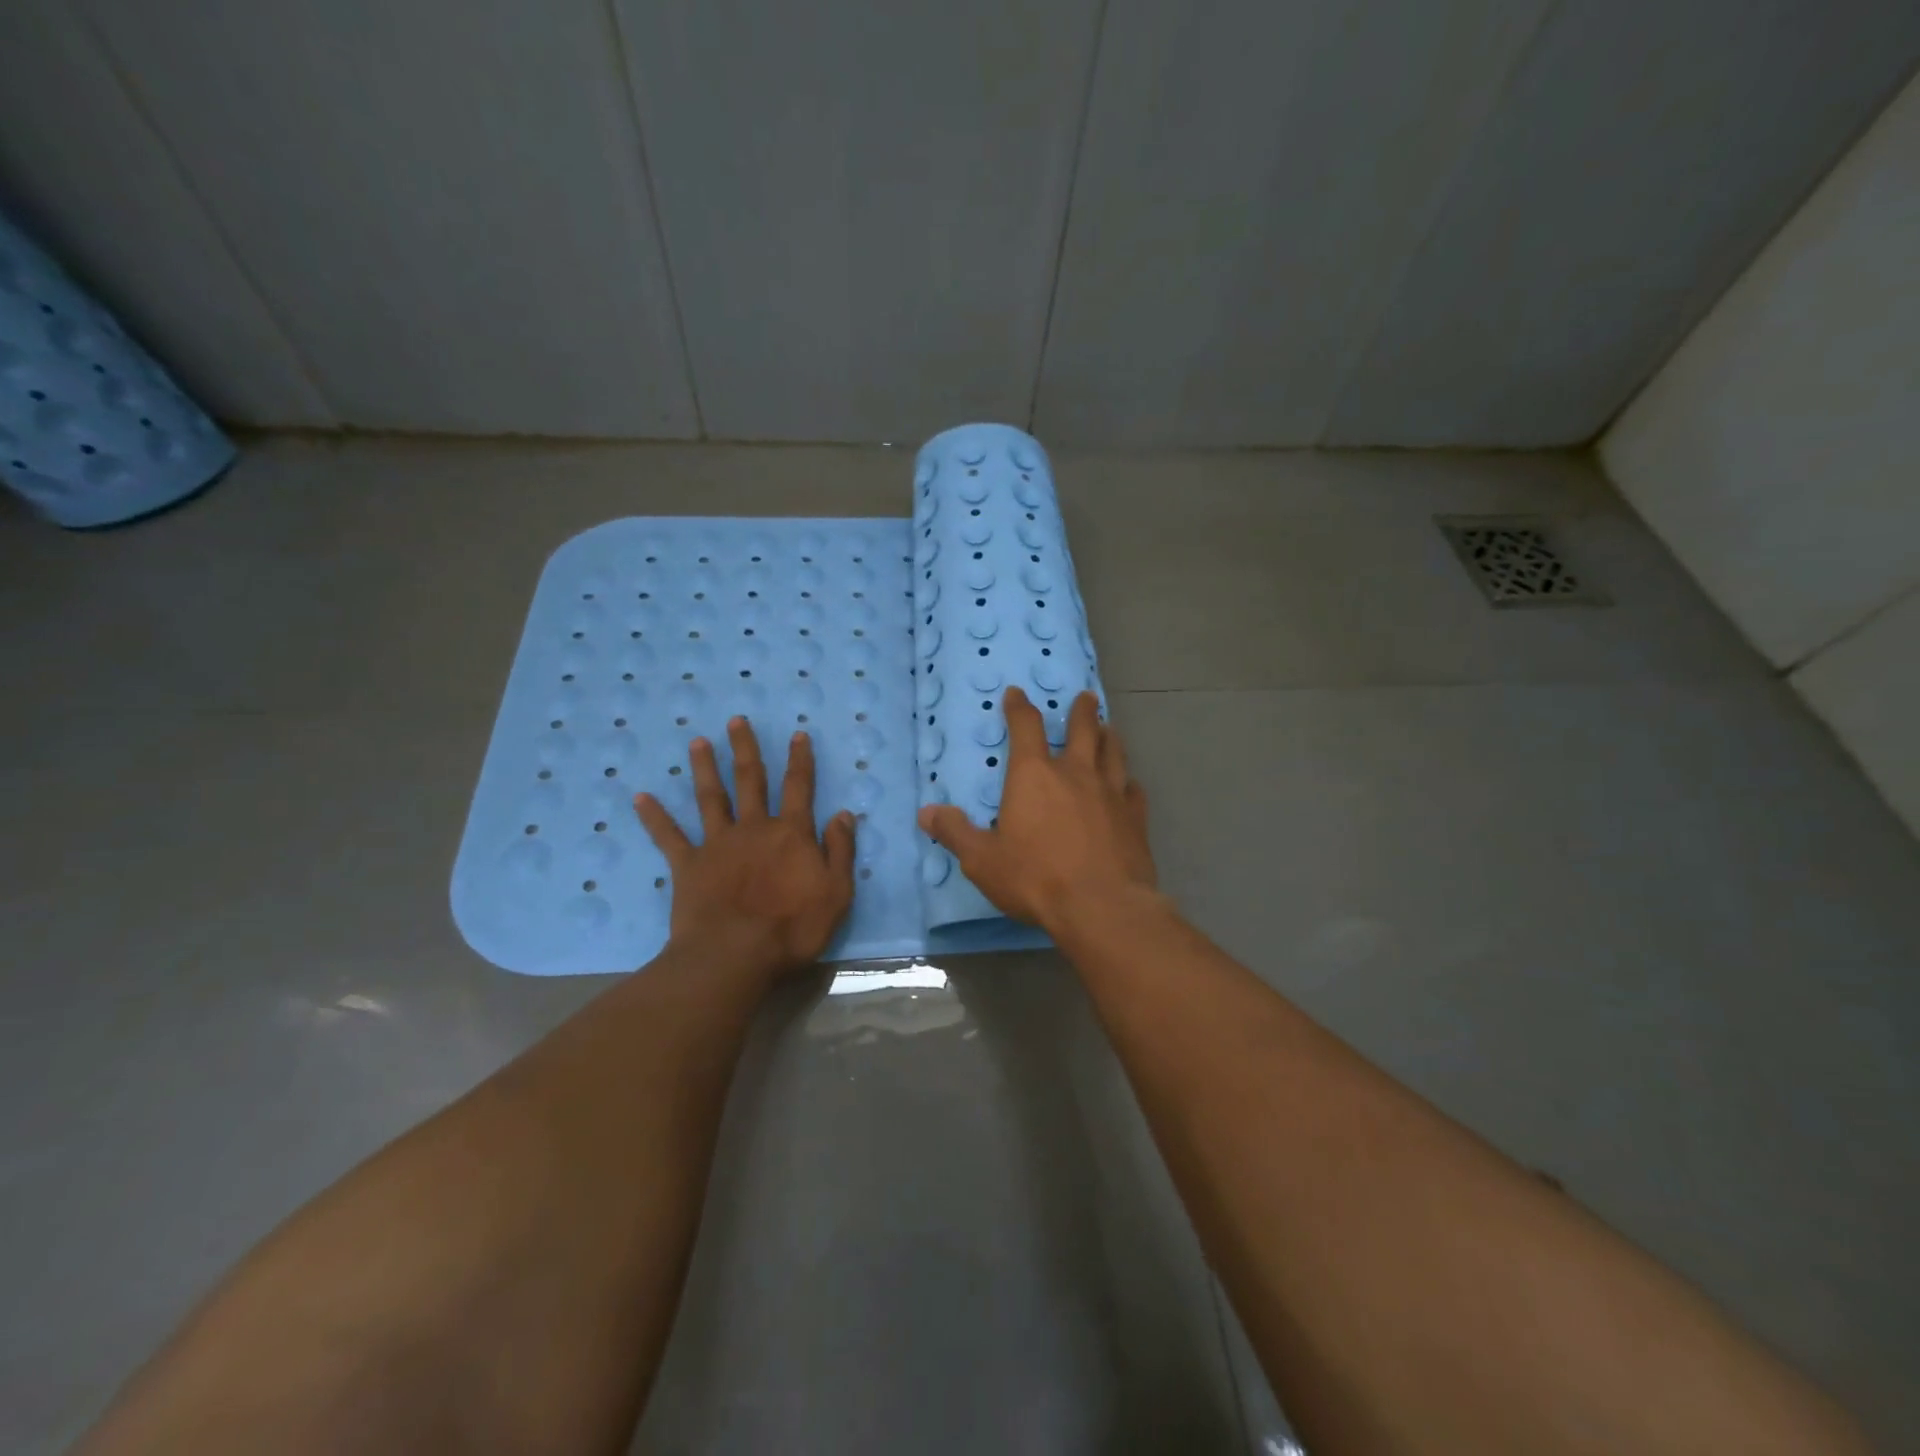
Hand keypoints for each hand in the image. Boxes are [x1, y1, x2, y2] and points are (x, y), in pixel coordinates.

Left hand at [635, 718, 855, 978]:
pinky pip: (668, 836)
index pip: (799, 788)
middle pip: (750, 780)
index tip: (797, 734)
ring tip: (697, 742)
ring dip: (704, 768)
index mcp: (791, 834)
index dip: (800, 760)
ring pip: (711, 798)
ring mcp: (717, 844)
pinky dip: (654, 816)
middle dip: (745, 749)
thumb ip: (840, 851)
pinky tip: (640, 797)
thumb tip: (843, 814)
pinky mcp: (688, 865)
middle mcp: (753, 828)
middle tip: (736, 720)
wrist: (735, 955)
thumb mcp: (836, 892)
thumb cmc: (793, 928)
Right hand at [918, 687, 1155, 932]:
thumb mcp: (982, 860)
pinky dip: (1129, 781)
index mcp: (1034, 776)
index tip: (1016, 693)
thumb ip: (956, 833)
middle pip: (1082, 729)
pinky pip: (1133, 789)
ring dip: (1109, 736)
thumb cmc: (1036, 879)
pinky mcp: (1135, 817)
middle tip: (1085, 697)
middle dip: (1081, 711)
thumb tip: (926, 813)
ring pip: (1113, 752)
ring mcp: (1111, 793)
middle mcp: (1075, 774)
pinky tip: (1129, 784)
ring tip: (1108, 728)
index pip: (1026, 727)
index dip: (1019, 707)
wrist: (1102, 907)